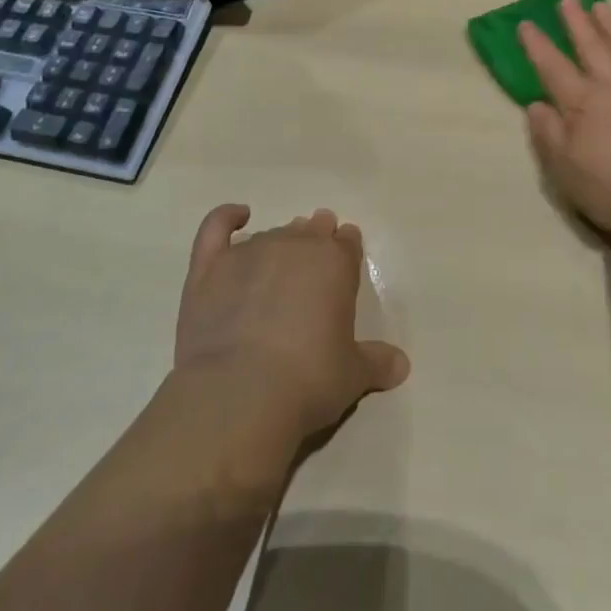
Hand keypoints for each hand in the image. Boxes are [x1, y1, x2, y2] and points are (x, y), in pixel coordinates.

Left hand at [174, 204, 410, 446]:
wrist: (239, 394)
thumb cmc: (308, 381)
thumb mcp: (353, 376)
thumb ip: (377, 363)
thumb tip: (401, 365)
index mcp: (335, 263)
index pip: (347, 242)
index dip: (346, 247)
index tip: (345, 258)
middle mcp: (295, 246)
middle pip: (311, 230)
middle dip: (316, 237)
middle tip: (315, 258)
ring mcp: (249, 252)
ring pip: (271, 232)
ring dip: (281, 240)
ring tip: (280, 258)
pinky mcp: (210, 267)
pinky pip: (217, 227)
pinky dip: (226, 216)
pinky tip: (237, 215)